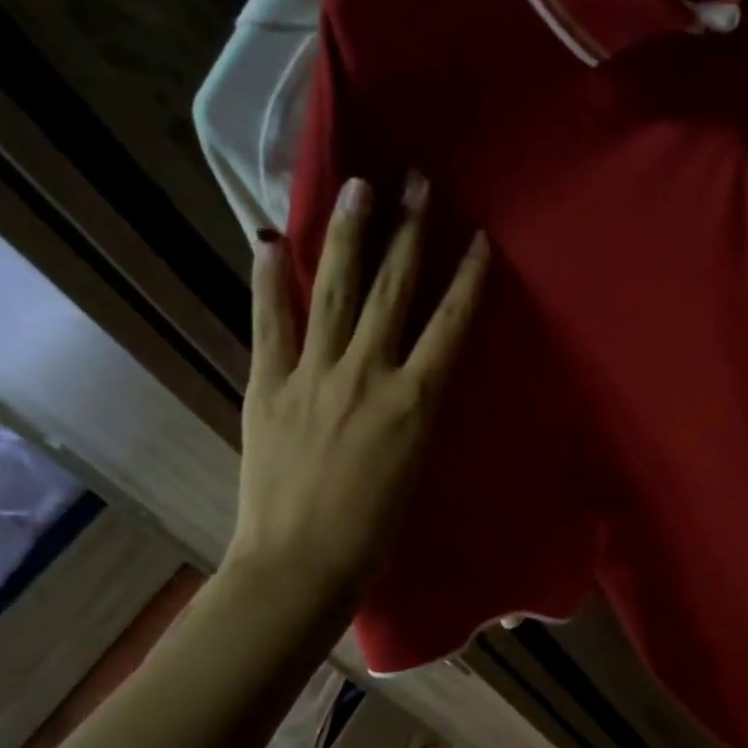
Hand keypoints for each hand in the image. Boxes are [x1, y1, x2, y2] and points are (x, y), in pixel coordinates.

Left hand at [225, 172, 487, 603]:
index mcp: (415, 402)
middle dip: (411, 233)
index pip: (451, 324)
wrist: (302, 565)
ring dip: (351, 236)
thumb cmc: (376, 532)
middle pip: (395, 291)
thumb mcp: (416, 465)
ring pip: (337, 292)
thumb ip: (416, 410)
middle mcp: (368, 375)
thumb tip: (414, 373)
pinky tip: (272, 238)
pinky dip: (271, 279)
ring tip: (360, 187)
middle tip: (419, 182)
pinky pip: (271, 323)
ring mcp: (313, 375)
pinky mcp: (268, 386)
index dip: (468, 278)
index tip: (479, 238)